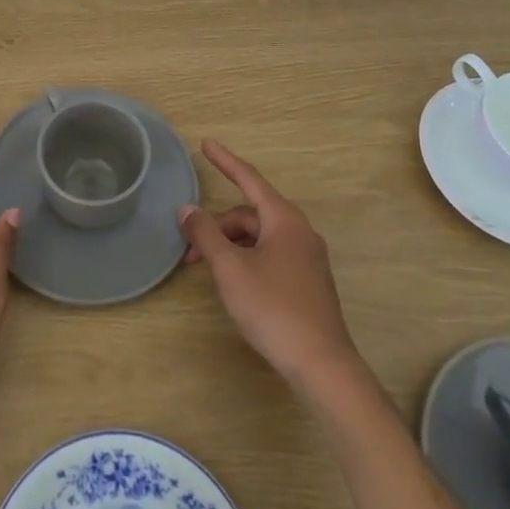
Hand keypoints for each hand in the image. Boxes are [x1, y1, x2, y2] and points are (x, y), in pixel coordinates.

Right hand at [178, 139, 358, 389]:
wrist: (322, 364)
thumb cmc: (273, 308)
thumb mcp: (230, 268)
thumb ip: (206, 234)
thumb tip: (187, 209)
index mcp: (284, 219)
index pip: (249, 178)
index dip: (225, 161)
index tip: (206, 144)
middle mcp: (300, 231)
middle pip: (251, 214)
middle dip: (219, 227)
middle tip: (190, 252)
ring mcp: (308, 258)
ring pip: (260, 237)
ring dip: (231, 245)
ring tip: (209, 271)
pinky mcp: (309, 282)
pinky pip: (272, 254)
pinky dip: (247, 258)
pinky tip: (235, 283)